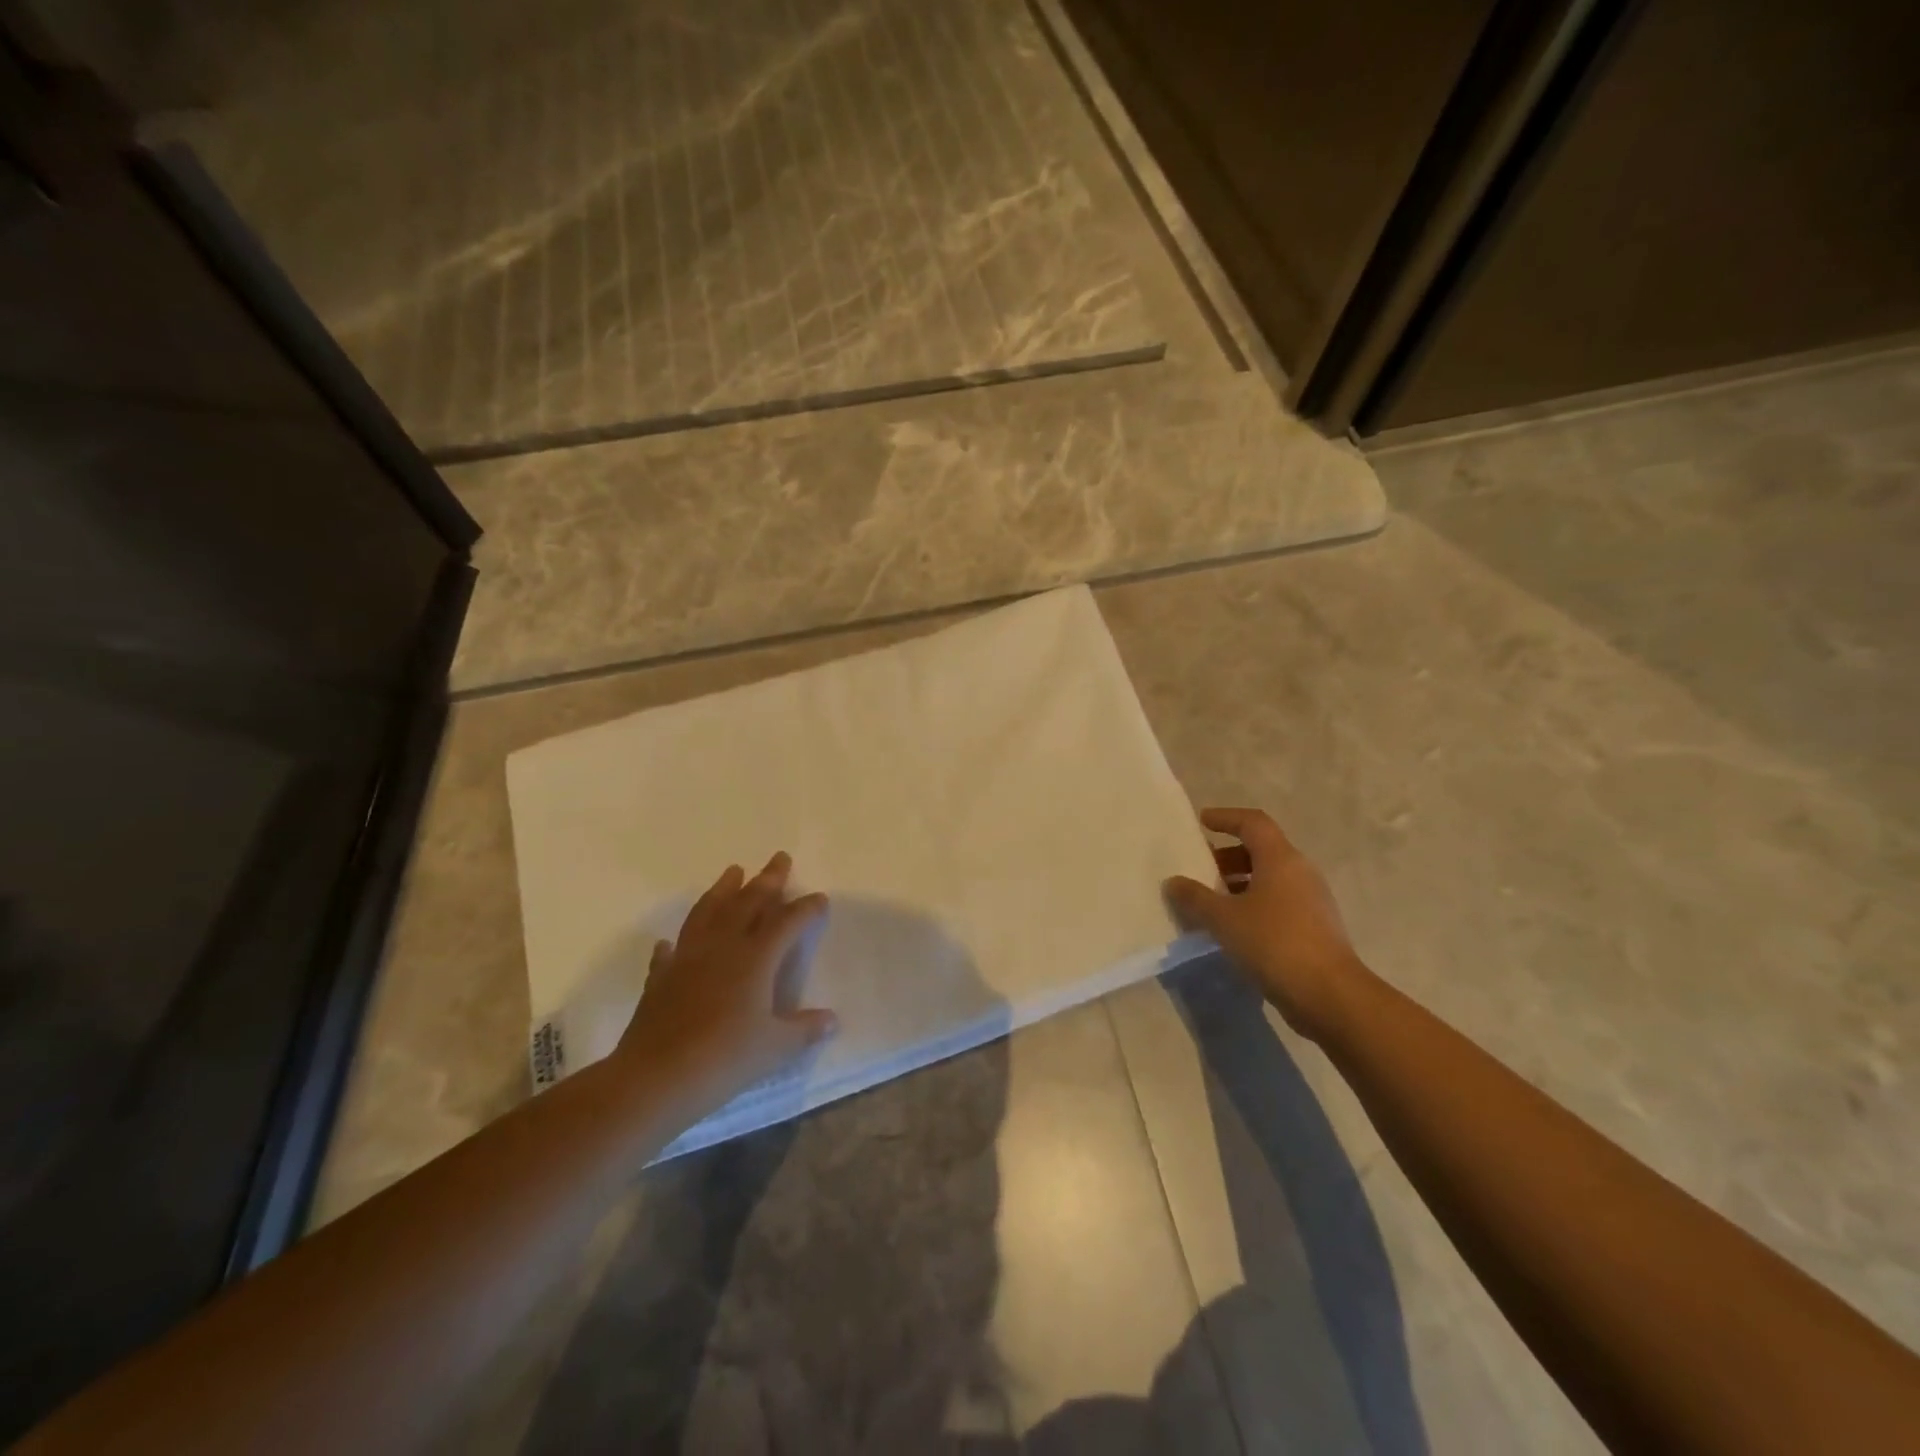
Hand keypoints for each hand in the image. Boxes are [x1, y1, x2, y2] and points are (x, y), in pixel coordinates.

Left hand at [613, 853, 836, 1118]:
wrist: (654, 1079)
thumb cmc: (723, 1059)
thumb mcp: (774, 1048)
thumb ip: (804, 1030)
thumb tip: (832, 1020)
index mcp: (755, 958)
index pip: (786, 922)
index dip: (805, 909)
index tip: (820, 898)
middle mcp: (722, 947)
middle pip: (747, 903)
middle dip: (767, 880)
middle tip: (779, 858)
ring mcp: (687, 959)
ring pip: (708, 913)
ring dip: (723, 890)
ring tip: (733, 871)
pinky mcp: (661, 979)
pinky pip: (672, 951)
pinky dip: (679, 942)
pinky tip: (674, 941)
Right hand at [1164, 808, 1369, 1041]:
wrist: (1330, 995)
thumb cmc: (1274, 943)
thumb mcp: (1224, 919)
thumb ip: (1195, 897)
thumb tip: (1173, 882)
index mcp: (1280, 858)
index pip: (1253, 822)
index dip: (1226, 817)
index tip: (1202, 822)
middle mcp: (1300, 871)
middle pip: (1261, 850)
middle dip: (1227, 855)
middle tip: (1199, 868)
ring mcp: (1311, 900)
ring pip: (1269, 878)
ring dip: (1238, 883)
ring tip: (1209, 900)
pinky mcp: (1314, 927)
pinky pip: (1278, 902)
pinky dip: (1252, 904)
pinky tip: (1232, 927)